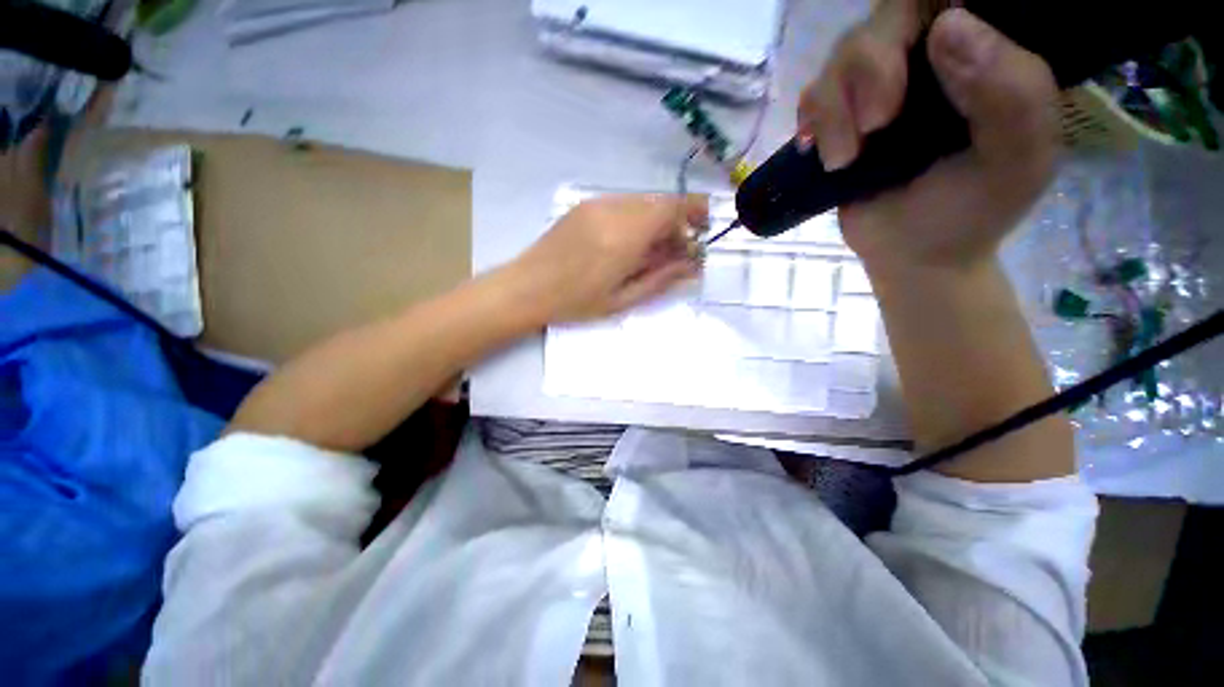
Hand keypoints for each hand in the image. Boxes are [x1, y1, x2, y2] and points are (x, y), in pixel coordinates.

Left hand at [509, 194, 705, 323]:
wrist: (526, 287)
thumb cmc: (575, 302)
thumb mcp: (622, 299)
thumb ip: (661, 279)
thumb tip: (693, 266)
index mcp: (624, 235)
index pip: (672, 208)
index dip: (694, 212)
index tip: (702, 231)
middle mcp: (612, 210)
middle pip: (659, 203)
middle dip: (675, 223)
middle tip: (676, 253)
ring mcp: (596, 204)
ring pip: (641, 203)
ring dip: (655, 222)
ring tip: (651, 253)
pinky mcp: (583, 206)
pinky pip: (622, 205)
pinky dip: (635, 220)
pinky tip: (627, 244)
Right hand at [797, 3, 1059, 275]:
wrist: (910, 254)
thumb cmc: (972, 212)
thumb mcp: (1015, 160)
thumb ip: (1010, 93)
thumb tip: (950, 26)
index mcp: (988, 53)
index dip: (925, 11)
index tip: (922, 56)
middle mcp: (933, 55)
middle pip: (886, 15)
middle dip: (870, 68)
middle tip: (875, 125)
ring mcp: (881, 85)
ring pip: (842, 54)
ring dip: (834, 108)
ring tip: (844, 159)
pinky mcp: (841, 116)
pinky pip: (813, 93)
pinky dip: (812, 121)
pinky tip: (825, 155)